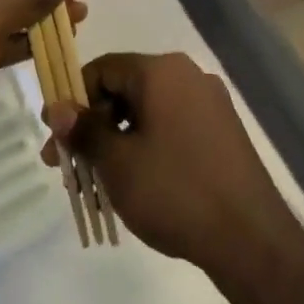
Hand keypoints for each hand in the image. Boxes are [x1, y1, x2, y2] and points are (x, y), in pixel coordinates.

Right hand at [41, 53, 303, 285]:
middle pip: (126, 88)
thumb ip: (84, 130)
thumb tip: (57, 108)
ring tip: (97, 181)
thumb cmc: (174, 190)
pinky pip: (172, 125)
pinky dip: (146, 144)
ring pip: (148, 110)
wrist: (249, 235)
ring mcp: (210, 102)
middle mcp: (188, 75)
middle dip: (93, 124)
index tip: (54, 136)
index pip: (103, 68)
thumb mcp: (118, 162)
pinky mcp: (222, 130)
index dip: (72, 99)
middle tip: (68, 166)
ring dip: (117, 138)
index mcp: (162, 71)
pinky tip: (135, 181)